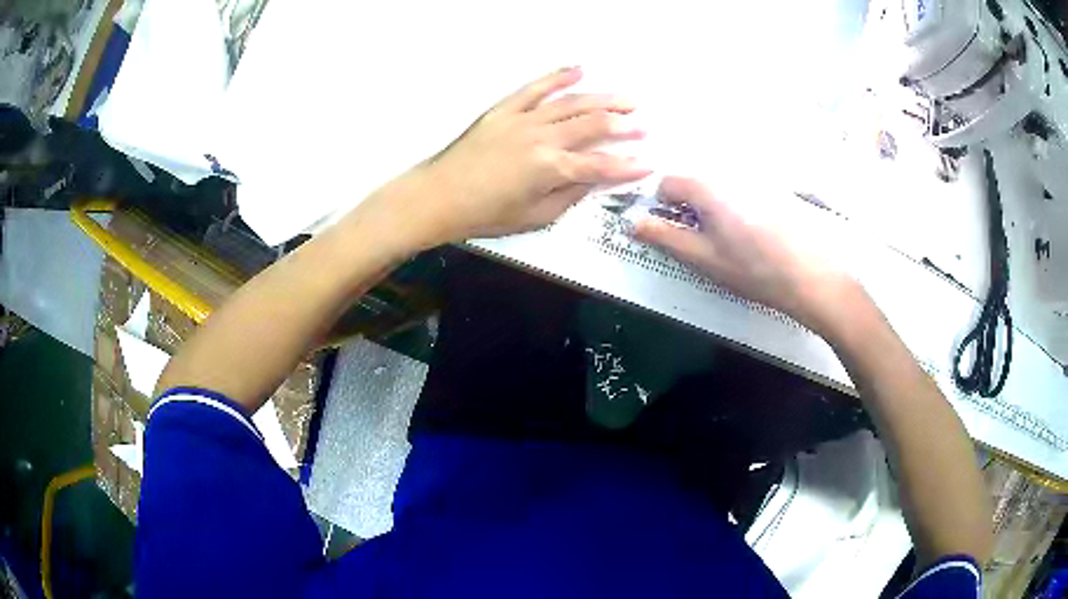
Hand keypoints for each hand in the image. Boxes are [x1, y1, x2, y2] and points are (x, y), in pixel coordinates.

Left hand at [404, 67, 650, 244]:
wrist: (439, 196)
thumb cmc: (486, 215)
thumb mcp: (534, 218)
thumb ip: (570, 196)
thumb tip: (595, 179)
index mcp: (551, 169)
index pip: (601, 165)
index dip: (628, 167)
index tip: (648, 164)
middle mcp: (542, 138)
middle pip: (593, 126)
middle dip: (624, 126)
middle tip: (644, 125)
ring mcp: (523, 119)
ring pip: (572, 103)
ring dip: (603, 100)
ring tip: (628, 99)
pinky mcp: (504, 109)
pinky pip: (535, 88)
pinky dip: (558, 77)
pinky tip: (579, 70)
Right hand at [633, 176, 860, 334]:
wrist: (812, 278)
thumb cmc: (754, 270)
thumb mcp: (703, 258)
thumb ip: (664, 237)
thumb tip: (632, 222)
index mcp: (707, 186)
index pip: (668, 182)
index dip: (662, 206)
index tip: (674, 231)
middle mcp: (729, 173)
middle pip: (694, 181)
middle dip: (690, 207)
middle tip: (704, 240)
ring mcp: (754, 179)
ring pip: (718, 186)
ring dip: (714, 208)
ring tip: (732, 241)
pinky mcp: (774, 189)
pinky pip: (742, 190)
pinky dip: (737, 207)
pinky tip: (754, 234)